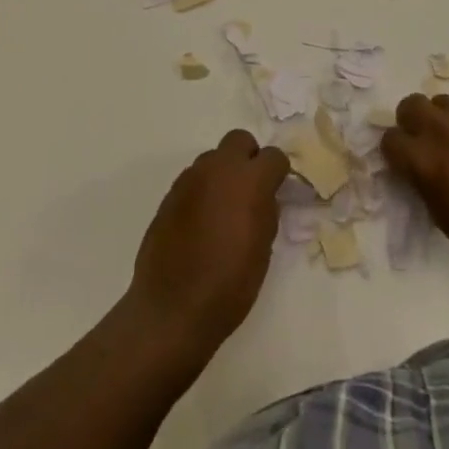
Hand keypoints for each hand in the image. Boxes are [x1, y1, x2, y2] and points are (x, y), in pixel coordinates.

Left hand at [125, 130, 289, 353]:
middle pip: (239, 140)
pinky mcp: (170, 194)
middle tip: (251, 190)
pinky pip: (194, 179)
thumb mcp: (263, 249)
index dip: (278, 172)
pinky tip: (202, 222)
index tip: (278, 191)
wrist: (173, 308)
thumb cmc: (229, 285)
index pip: (273, 156)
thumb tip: (263, 198)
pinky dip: (203, 191)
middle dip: (249, 158)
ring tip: (224, 210)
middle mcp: (218, 169)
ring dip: (223, 174)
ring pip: (213, 159)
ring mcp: (190, 179)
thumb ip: (266, 211)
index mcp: (249, 181)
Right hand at [381, 93, 448, 300]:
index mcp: (425, 160)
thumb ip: (426, 183)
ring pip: (446, 104)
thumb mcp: (444, 217)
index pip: (390, 139)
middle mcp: (446, 132)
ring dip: (444, 121)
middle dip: (412, 122)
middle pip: (412, 105)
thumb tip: (423, 171)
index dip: (394, 153)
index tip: (403, 165)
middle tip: (425, 145)